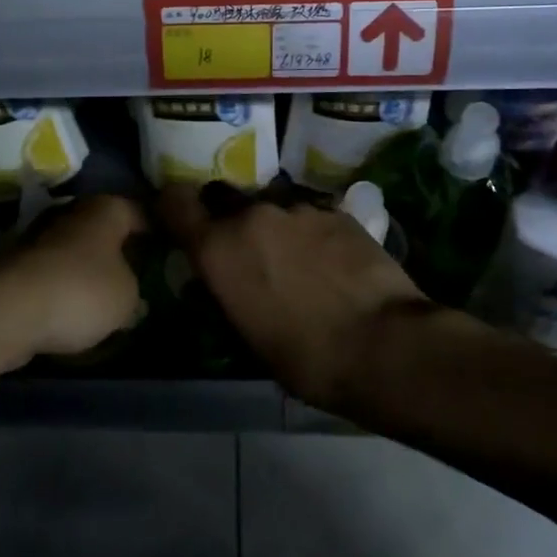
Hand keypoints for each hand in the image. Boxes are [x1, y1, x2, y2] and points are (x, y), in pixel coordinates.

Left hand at [0, 194, 147, 368]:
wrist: (6, 310)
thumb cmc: (81, 292)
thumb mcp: (128, 297)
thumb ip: (134, 290)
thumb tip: (127, 293)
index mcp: (106, 209)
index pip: (141, 211)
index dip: (157, 229)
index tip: (170, 248)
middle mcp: (73, 211)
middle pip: (105, 228)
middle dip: (119, 248)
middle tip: (139, 273)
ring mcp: (40, 235)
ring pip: (76, 249)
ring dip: (88, 267)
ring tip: (106, 296)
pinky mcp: (16, 263)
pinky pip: (53, 272)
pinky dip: (63, 285)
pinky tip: (73, 308)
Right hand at [157, 183, 431, 408]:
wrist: (384, 344)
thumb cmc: (304, 357)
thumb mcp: (246, 334)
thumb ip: (222, 293)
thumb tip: (209, 281)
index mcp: (218, 247)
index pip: (174, 201)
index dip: (172, 207)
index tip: (178, 221)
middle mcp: (251, 215)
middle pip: (224, 199)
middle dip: (227, 219)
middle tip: (244, 251)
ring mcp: (297, 208)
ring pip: (271, 207)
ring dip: (274, 227)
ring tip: (297, 262)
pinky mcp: (336, 211)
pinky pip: (309, 215)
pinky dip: (311, 233)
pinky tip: (331, 263)